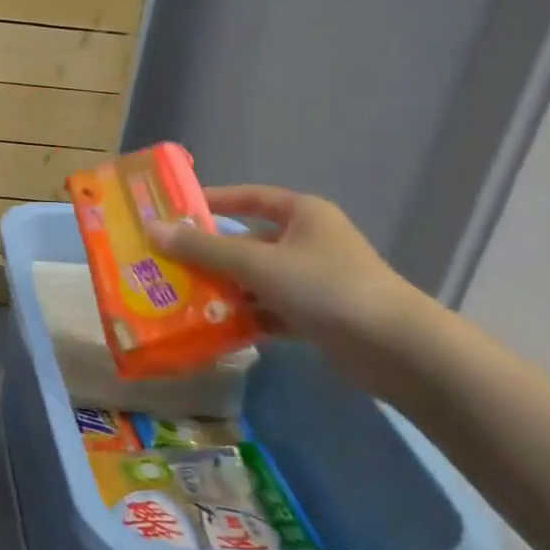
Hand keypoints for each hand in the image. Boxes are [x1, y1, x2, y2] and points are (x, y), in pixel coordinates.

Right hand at [146, 185, 438, 396]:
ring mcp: (315, 281)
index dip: (213, 201)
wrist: (398, 351)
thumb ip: (203, 249)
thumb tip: (151, 229)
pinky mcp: (319, 318)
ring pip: (257, 279)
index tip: (174, 210)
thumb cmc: (326, 287)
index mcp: (302, 214)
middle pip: (249, 242)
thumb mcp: (258, 263)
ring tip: (180, 298)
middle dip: (210, 254)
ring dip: (225, 289)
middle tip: (166, 262)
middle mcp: (309, 242)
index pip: (249, 198)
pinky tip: (214, 328)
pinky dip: (246, 317)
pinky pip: (270, 310)